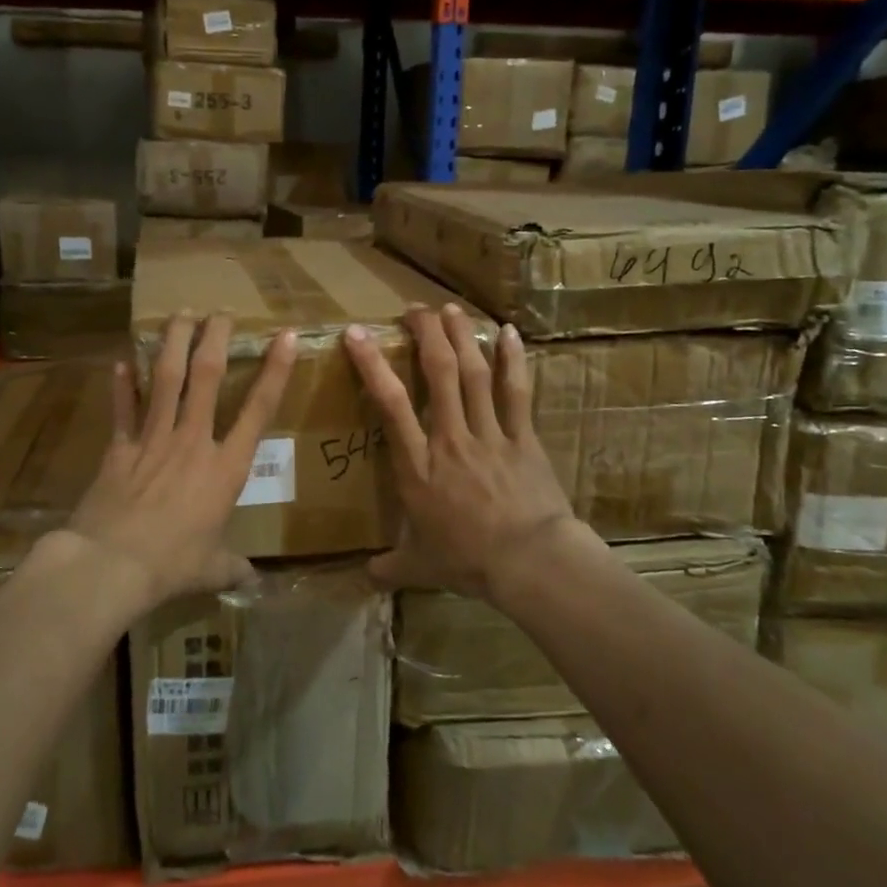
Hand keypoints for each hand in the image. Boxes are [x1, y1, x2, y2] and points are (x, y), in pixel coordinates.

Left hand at [69, 313, 296, 603]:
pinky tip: (121, 361)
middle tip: (220, 311)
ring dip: (173, 343)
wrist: (112, 563)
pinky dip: (122, 385)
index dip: (274, 371)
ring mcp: (153, 439)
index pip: (258, 410)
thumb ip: (232, 567)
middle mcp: (192, 441)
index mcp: (225, 468)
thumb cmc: (172, 565)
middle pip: (207, 377)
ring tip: (179, 314)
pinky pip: (123, 408)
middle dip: (215, 338)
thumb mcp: (212, 569)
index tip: (283, 336)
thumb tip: (251, 581)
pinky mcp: (119, 447)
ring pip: (165, 379)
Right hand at [345, 304, 582, 603]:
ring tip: (450, 309)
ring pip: (474, 374)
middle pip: (439, 374)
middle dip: (425, 334)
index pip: (390, 404)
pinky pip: (516, 392)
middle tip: (415, 309)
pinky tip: (508, 332)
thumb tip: (365, 577)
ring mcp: (489, 434)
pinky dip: (512, 360)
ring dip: (461, 337)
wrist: (530, 563)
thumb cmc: (468, 560)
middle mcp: (450, 438)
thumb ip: (390, 566)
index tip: (356, 334)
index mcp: (418, 465)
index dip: (372, 365)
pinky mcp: (523, 438)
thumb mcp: (420, 565)